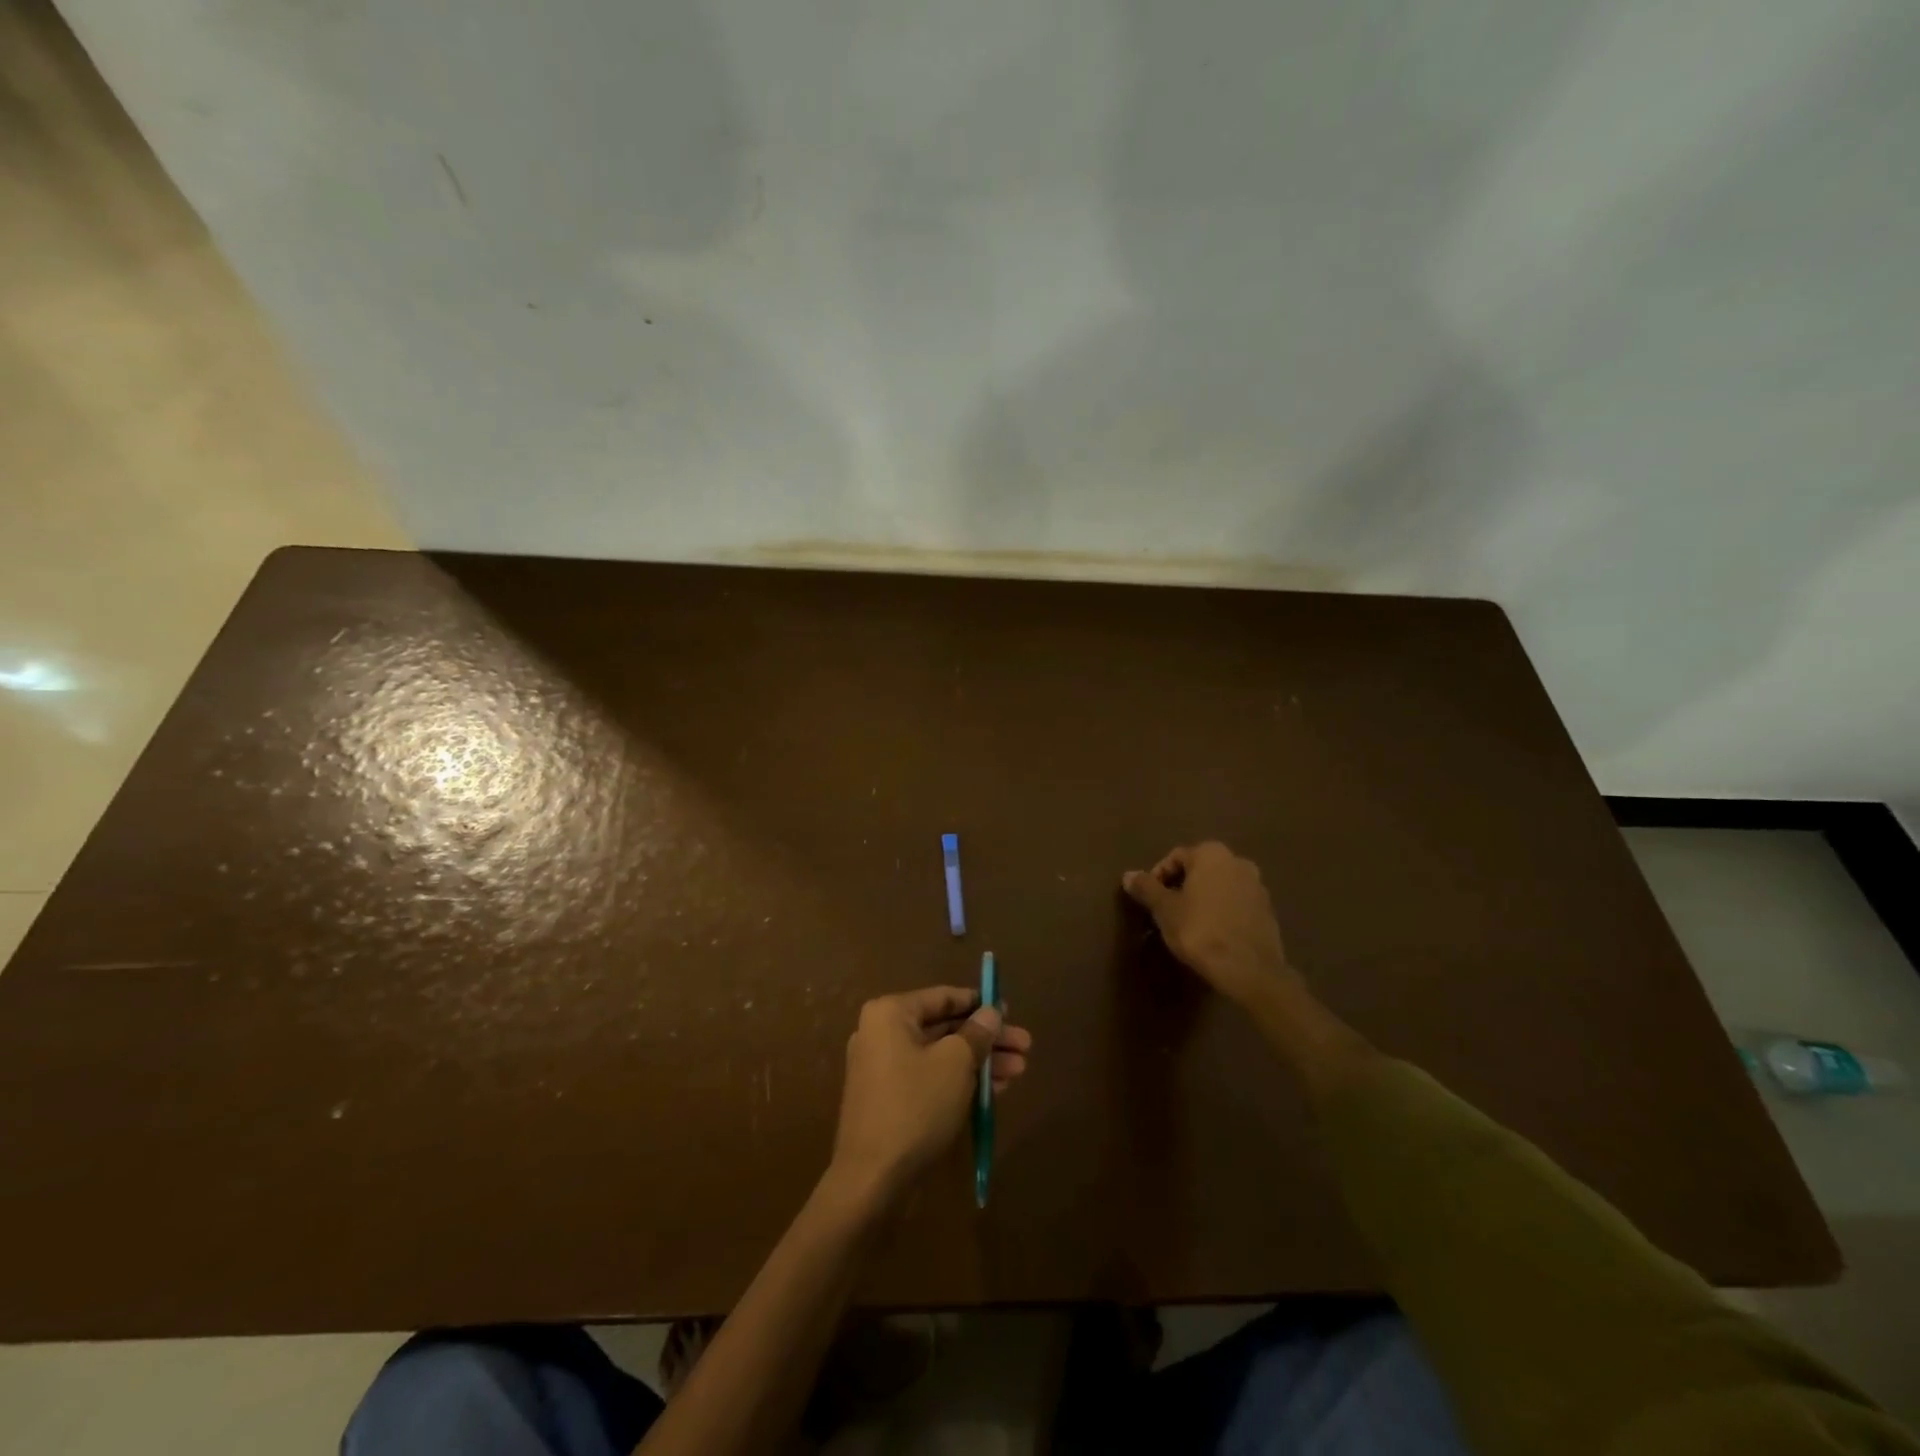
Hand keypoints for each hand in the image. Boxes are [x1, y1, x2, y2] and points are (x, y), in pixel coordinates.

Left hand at [830, 987, 1031, 1201]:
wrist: (872, 1179)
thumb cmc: (916, 1106)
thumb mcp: (956, 1063)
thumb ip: (977, 1033)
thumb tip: (991, 1012)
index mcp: (890, 1014)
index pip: (943, 997)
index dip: (980, 1003)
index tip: (1010, 1011)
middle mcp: (881, 1033)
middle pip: (945, 1027)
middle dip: (986, 1038)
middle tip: (1025, 1045)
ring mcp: (883, 1068)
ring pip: (941, 1055)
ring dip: (980, 1061)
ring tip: (1020, 1070)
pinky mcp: (890, 1100)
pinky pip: (930, 1078)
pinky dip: (959, 1080)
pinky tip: (995, 1090)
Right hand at [1122, 841, 1302, 1007]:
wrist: (1249, 969)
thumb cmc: (1200, 931)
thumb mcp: (1164, 909)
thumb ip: (1146, 888)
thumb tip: (1128, 875)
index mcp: (1211, 854)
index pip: (1176, 857)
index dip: (1158, 877)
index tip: (1150, 900)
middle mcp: (1237, 861)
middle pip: (1200, 869)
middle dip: (1181, 887)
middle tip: (1166, 910)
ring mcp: (1257, 885)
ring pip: (1219, 886)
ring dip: (1202, 899)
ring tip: (1188, 923)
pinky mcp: (1268, 910)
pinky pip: (1236, 903)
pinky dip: (1221, 911)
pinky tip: (1211, 933)